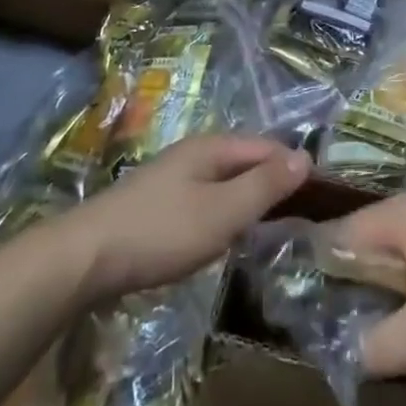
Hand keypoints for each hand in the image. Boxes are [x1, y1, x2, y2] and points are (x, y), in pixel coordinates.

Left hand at [68, 136, 309, 301]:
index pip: (268, 148)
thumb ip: (265, 185)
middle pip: (246, 162)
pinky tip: (226, 237)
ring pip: (225, 182)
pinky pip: (206, 200)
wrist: (83, 258)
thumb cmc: (161, 232)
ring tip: (272, 230)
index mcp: (212, 147)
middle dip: (274, 184)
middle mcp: (194, 153)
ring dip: (249, 201)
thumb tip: (306, 156)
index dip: (295, 169)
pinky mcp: (158, 204)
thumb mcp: (223, 211)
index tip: (322, 200)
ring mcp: (173, 177)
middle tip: (302, 220)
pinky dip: (225, 213)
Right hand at [330, 188, 405, 377]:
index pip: (341, 235)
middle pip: (375, 236)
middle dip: (364, 277)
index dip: (323, 270)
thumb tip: (348, 355)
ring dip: (399, 276)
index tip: (315, 307)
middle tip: (357, 321)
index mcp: (400, 214)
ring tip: (398, 318)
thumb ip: (378, 348)